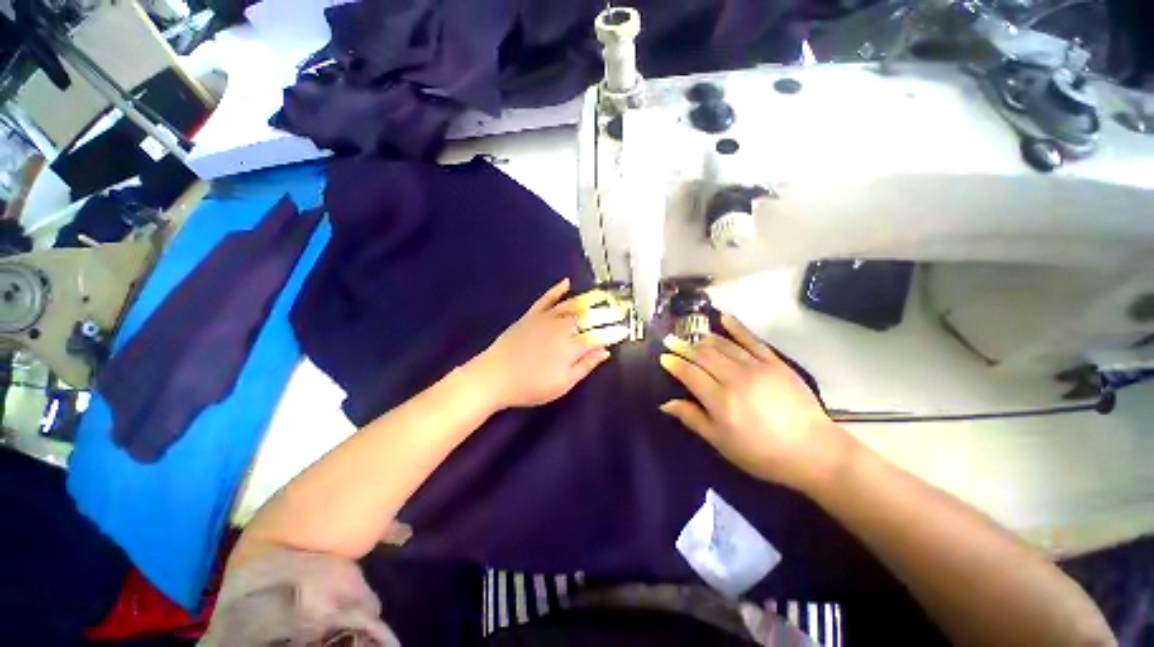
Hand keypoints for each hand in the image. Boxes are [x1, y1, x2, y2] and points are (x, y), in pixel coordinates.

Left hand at [471, 278, 629, 409]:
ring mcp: (545, 319)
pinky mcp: (531, 315)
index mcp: (571, 347)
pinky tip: (567, 282)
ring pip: (571, 305)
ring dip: (588, 299)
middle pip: (588, 317)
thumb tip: (605, 352)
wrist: (494, 376)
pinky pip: (546, 299)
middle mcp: (561, 328)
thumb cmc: (531, 386)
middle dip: (606, 313)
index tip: (626, 330)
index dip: (613, 333)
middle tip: (619, 309)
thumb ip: (585, 366)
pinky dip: (557, 290)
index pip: (598, 337)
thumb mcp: (562, 384)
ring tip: (602, 294)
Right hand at [658, 312, 853, 490]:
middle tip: (670, 340)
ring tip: (690, 334)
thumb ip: (693, 419)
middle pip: (703, 355)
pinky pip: (752, 339)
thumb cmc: (761, 454)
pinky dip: (736, 327)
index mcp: (720, 400)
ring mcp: (757, 367)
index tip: (663, 358)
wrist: (813, 452)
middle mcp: (735, 378)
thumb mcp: (721, 443)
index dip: (674, 364)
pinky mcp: (775, 362)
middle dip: (683, 346)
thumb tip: (666, 403)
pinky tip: (723, 317)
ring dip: (703, 338)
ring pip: (723, 345)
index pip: (690, 374)